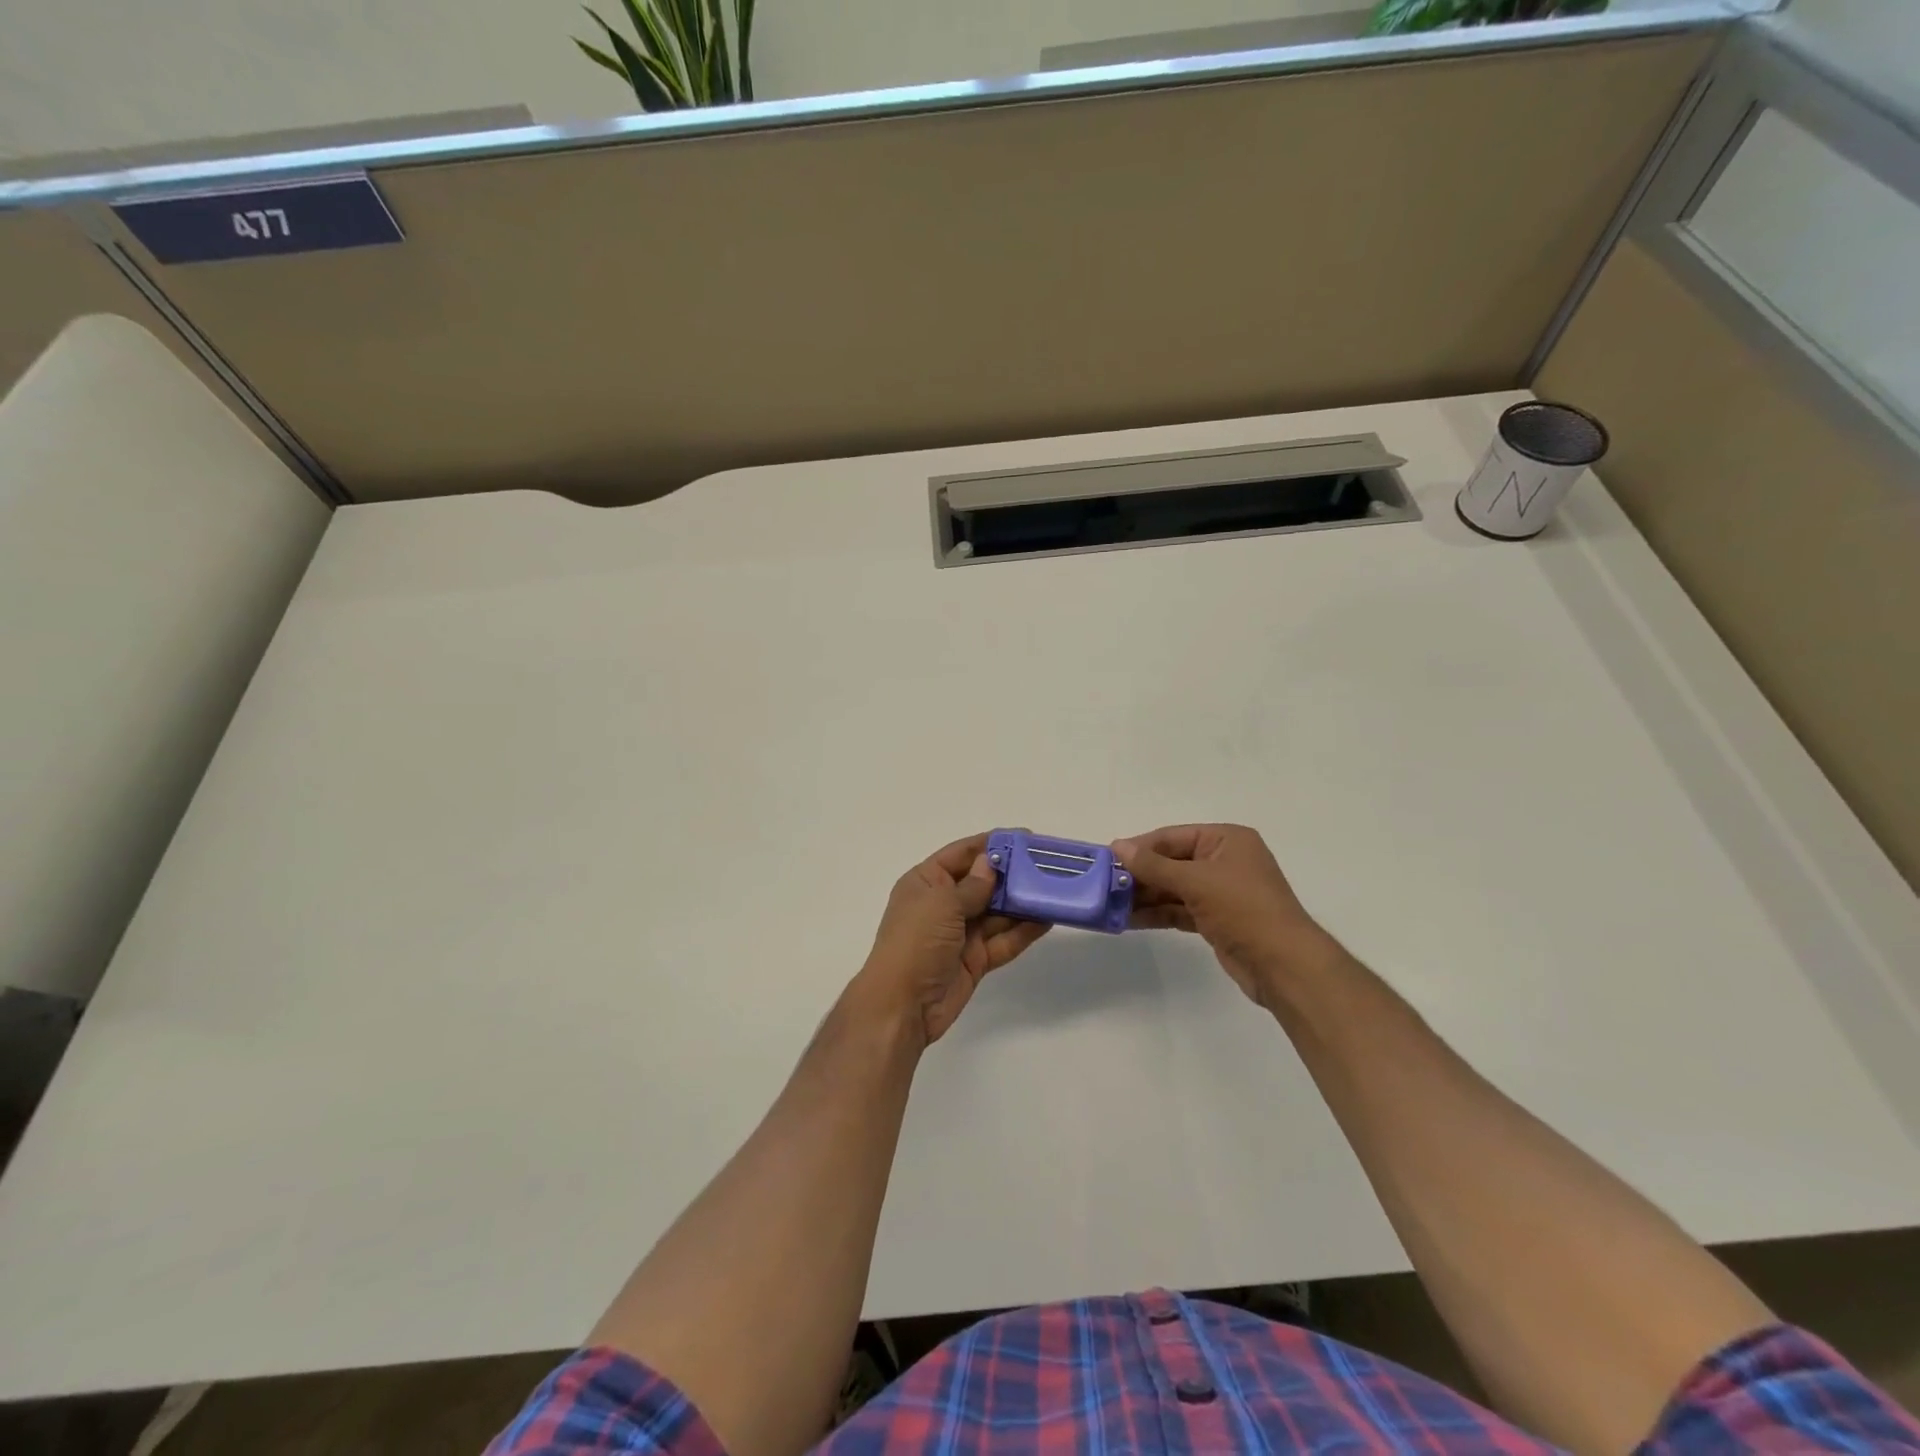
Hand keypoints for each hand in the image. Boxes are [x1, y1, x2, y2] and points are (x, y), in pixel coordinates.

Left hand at [859, 834, 1050, 1045]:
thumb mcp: (942, 904)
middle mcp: (943, 903)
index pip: (963, 854)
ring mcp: (960, 933)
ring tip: (1055, 890)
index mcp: (926, 882)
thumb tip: (991, 863)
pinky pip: (1003, 940)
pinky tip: (1047, 920)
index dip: (992, 844)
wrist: (902, 1006)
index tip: (1025, 837)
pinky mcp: (975, 959)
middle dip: (1014, 874)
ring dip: (1023, 902)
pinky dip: (1023, 931)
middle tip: (1049, 865)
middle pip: (984, 882)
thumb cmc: (915, 942)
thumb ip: (973, 885)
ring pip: (997, 912)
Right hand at [1112, 824, 1335, 1006]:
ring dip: (1143, 896)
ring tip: (1109, 904)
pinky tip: (1128, 919)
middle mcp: (1224, 861)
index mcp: (1226, 840)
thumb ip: (1154, 865)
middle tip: (1103, 885)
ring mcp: (1220, 892)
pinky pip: (1178, 910)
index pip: (1172, 836)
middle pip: (1171, 862)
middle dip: (1139, 875)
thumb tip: (1118, 846)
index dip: (1140, 847)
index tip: (1107, 858)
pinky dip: (1157, 913)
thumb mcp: (1196, 881)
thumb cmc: (1244, 910)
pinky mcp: (1216, 920)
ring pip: (1172, 888)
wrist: (1284, 966)